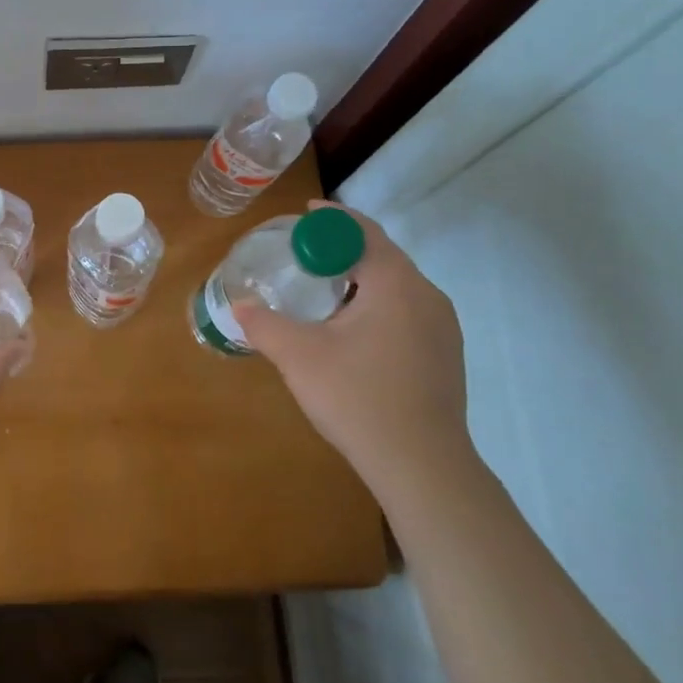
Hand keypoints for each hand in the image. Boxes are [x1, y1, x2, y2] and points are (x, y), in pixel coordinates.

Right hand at [234, 203, 472, 493]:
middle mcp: (426, 294)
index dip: (330, 219)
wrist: (422, 466)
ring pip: (396, 284)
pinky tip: (353, 330)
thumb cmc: (358, 398)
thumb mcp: (298, 356)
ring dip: (360, 277)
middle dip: (342, 247)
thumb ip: (263, 324)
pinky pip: (407, 309)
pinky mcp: (445, 353)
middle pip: (381, 254)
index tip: (301, 217)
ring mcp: (442, 326)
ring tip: (323, 291)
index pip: (362, 231)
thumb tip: (237, 306)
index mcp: (394, 283)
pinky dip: (377, 302)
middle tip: (303, 255)